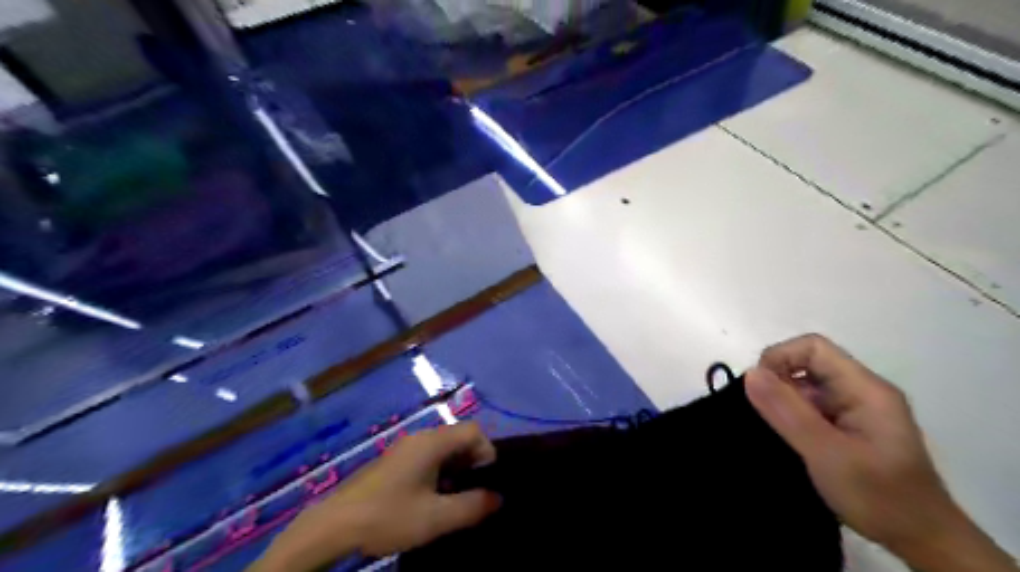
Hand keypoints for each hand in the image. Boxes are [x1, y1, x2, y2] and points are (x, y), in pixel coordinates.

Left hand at [248, 422, 499, 569]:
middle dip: (473, 462)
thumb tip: (498, 497)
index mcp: (432, 442)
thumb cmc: (389, 516)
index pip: (474, 431)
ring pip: (444, 449)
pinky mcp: (395, 461)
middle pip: (459, 437)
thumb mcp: (436, 517)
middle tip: (473, 492)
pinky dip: (440, 472)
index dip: (488, 452)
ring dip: (457, 469)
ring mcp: (406, 448)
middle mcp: (421, 437)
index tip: (486, 482)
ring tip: (456, 499)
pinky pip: (428, 457)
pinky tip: (432, 498)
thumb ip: (473, 506)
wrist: (335, 525)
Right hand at [747, 335, 1014, 570]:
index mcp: (865, 388)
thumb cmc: (879, 495)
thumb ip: (788, 412)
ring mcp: (855, 409)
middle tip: (764, 417)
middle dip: (778, 383)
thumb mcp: (827, 453)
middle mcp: (861, 391)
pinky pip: (810, 407)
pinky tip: (786, 439)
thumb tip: (750, 373)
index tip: (759, 390)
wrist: (922, 540)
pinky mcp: (847, 427)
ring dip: (783, 402)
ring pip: (806, 387)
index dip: (780, 358)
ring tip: (774, 431)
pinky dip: (791, 417)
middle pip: (808, 364)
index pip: (813, 348)